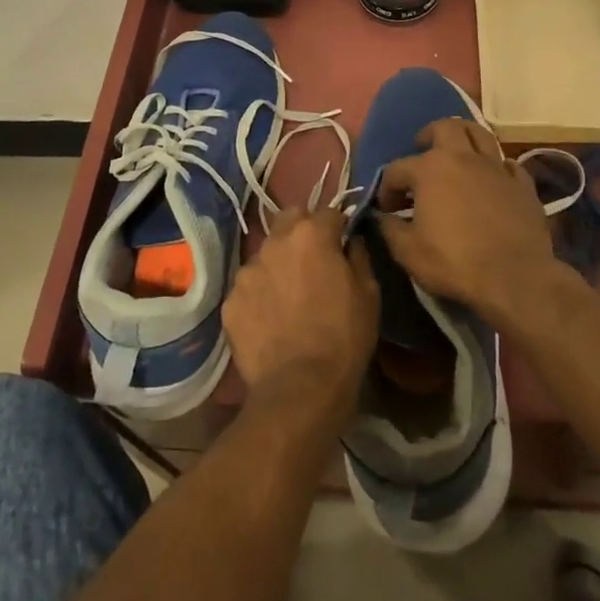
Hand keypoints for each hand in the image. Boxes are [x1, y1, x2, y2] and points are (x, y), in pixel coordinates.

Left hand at [224, 207, 378, 420]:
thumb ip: (359, 255)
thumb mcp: (369, 293)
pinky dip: (260, 294)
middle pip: (290, 220)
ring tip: (289, 296)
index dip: (339, 226)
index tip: (344, 243)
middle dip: (303, 231)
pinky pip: (249, 287)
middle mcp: (275, 242)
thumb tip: (352, 240)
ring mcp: (247, 271)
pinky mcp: (230, 301)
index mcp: (311, 234)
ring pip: (266, 253)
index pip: (329, 211)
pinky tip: (271, 319)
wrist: (300, 388)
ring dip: (279, 264)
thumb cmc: (344, 337)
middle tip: (314, 261)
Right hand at [375, 118, 560, 320]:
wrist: (515, 278)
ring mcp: (496, 168)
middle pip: (445, 127)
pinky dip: (496, 166)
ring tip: (457, 152)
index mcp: (430, 169)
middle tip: (422, 150)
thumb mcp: (408, 252)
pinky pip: (507, 163)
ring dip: (464, 137)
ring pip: (480, 134)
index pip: (397, 168)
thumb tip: (382, 217)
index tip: (386, 208)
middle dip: (429, 135)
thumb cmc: (455, 263)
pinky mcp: (523, 184)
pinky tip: (492, 179)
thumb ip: (390, 229)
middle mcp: (463, 158)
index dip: (387, 188)